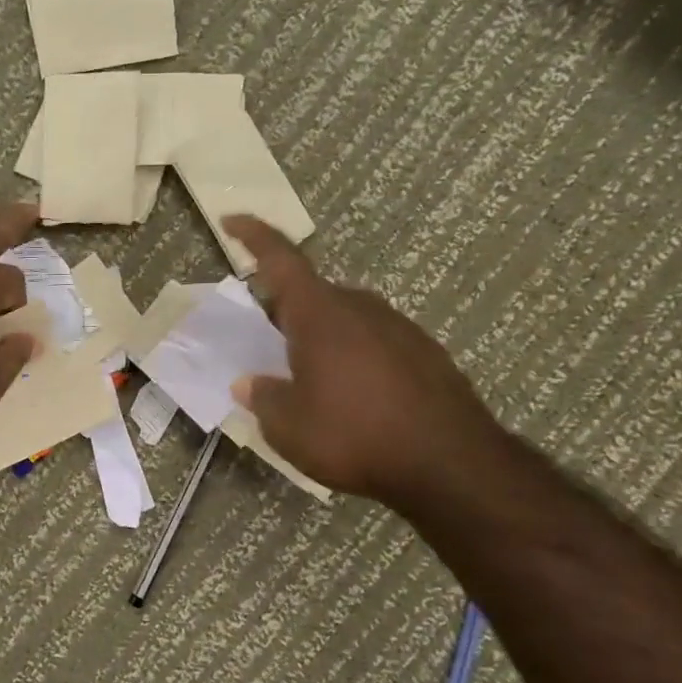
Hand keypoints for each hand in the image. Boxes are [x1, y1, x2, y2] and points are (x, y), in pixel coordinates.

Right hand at [223, 216, 503, 502]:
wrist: (449, 463)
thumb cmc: (354, 436)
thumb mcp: (289, 428)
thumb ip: (263, 399)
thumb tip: (248, 384)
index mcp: (320, 314)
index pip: (281, 259)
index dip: (253, 236)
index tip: (231, 218)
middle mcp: (361, 308)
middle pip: (314, 294)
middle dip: (287, 311)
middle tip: (269, 342)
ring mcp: (399, 327)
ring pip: (347, 319)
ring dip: (323, 337)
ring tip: (312, 378)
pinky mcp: (426, 353)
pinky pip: (375, 342)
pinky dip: (355, 357)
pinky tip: (355, 396)